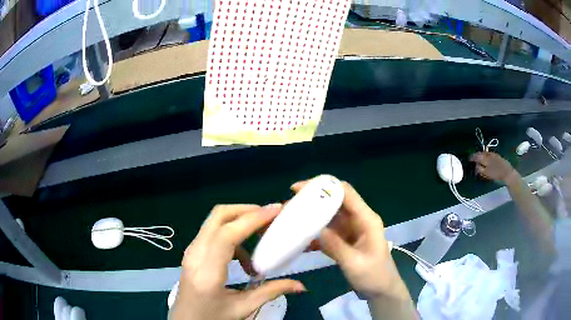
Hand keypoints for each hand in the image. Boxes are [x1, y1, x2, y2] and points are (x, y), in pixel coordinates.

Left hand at [170, 204, 305, 319]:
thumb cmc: (211, 318)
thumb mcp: (242, 308)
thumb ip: (271, 292)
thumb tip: (301, 286)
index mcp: (207, 271)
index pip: (227, 235)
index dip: (252, 219)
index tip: (276, 211)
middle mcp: (195, 254)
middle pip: (218, 216)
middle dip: (247, 210)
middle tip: (271, 218)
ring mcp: (191, 250)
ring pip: (215, 220)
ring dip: (240, 220)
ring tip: (262, 236)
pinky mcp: (193, 251)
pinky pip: (213, 232)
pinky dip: (233, 233)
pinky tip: (245, 258)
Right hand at [291, 181, 409, 300]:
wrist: (381, 290)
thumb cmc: (374, 276)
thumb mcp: (354, 263)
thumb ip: (335, 245)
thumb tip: (314, 228)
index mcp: (366, 219)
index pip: (346, 192)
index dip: (324, 186)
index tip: (298, 189)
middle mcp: (358, 220)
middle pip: (334, 201)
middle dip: (312, 200)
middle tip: (289, 205)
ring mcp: (351, 230)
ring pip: (328, 216)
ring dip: (310, 217)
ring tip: (289, 220)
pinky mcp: (344, 240)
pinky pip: (327, 232)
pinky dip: (314, 234)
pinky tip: (299, 241)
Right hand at [470, 152, 516, 182]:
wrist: (507, 173)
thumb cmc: (497, 175)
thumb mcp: (488, 174)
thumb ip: (481, 170)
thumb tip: (476, 167)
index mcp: (486, 160)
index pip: (477, 157)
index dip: (472, 158)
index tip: (469, 159)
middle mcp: (488, 155)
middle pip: (480, 153)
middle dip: (476, 155)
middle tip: (472, 157)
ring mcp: (493, 155)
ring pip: (484, 153)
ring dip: (480, 154)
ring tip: (478, 157)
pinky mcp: (497, 156)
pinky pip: (489, 153)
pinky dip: (486, 154)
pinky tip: (486, 157)